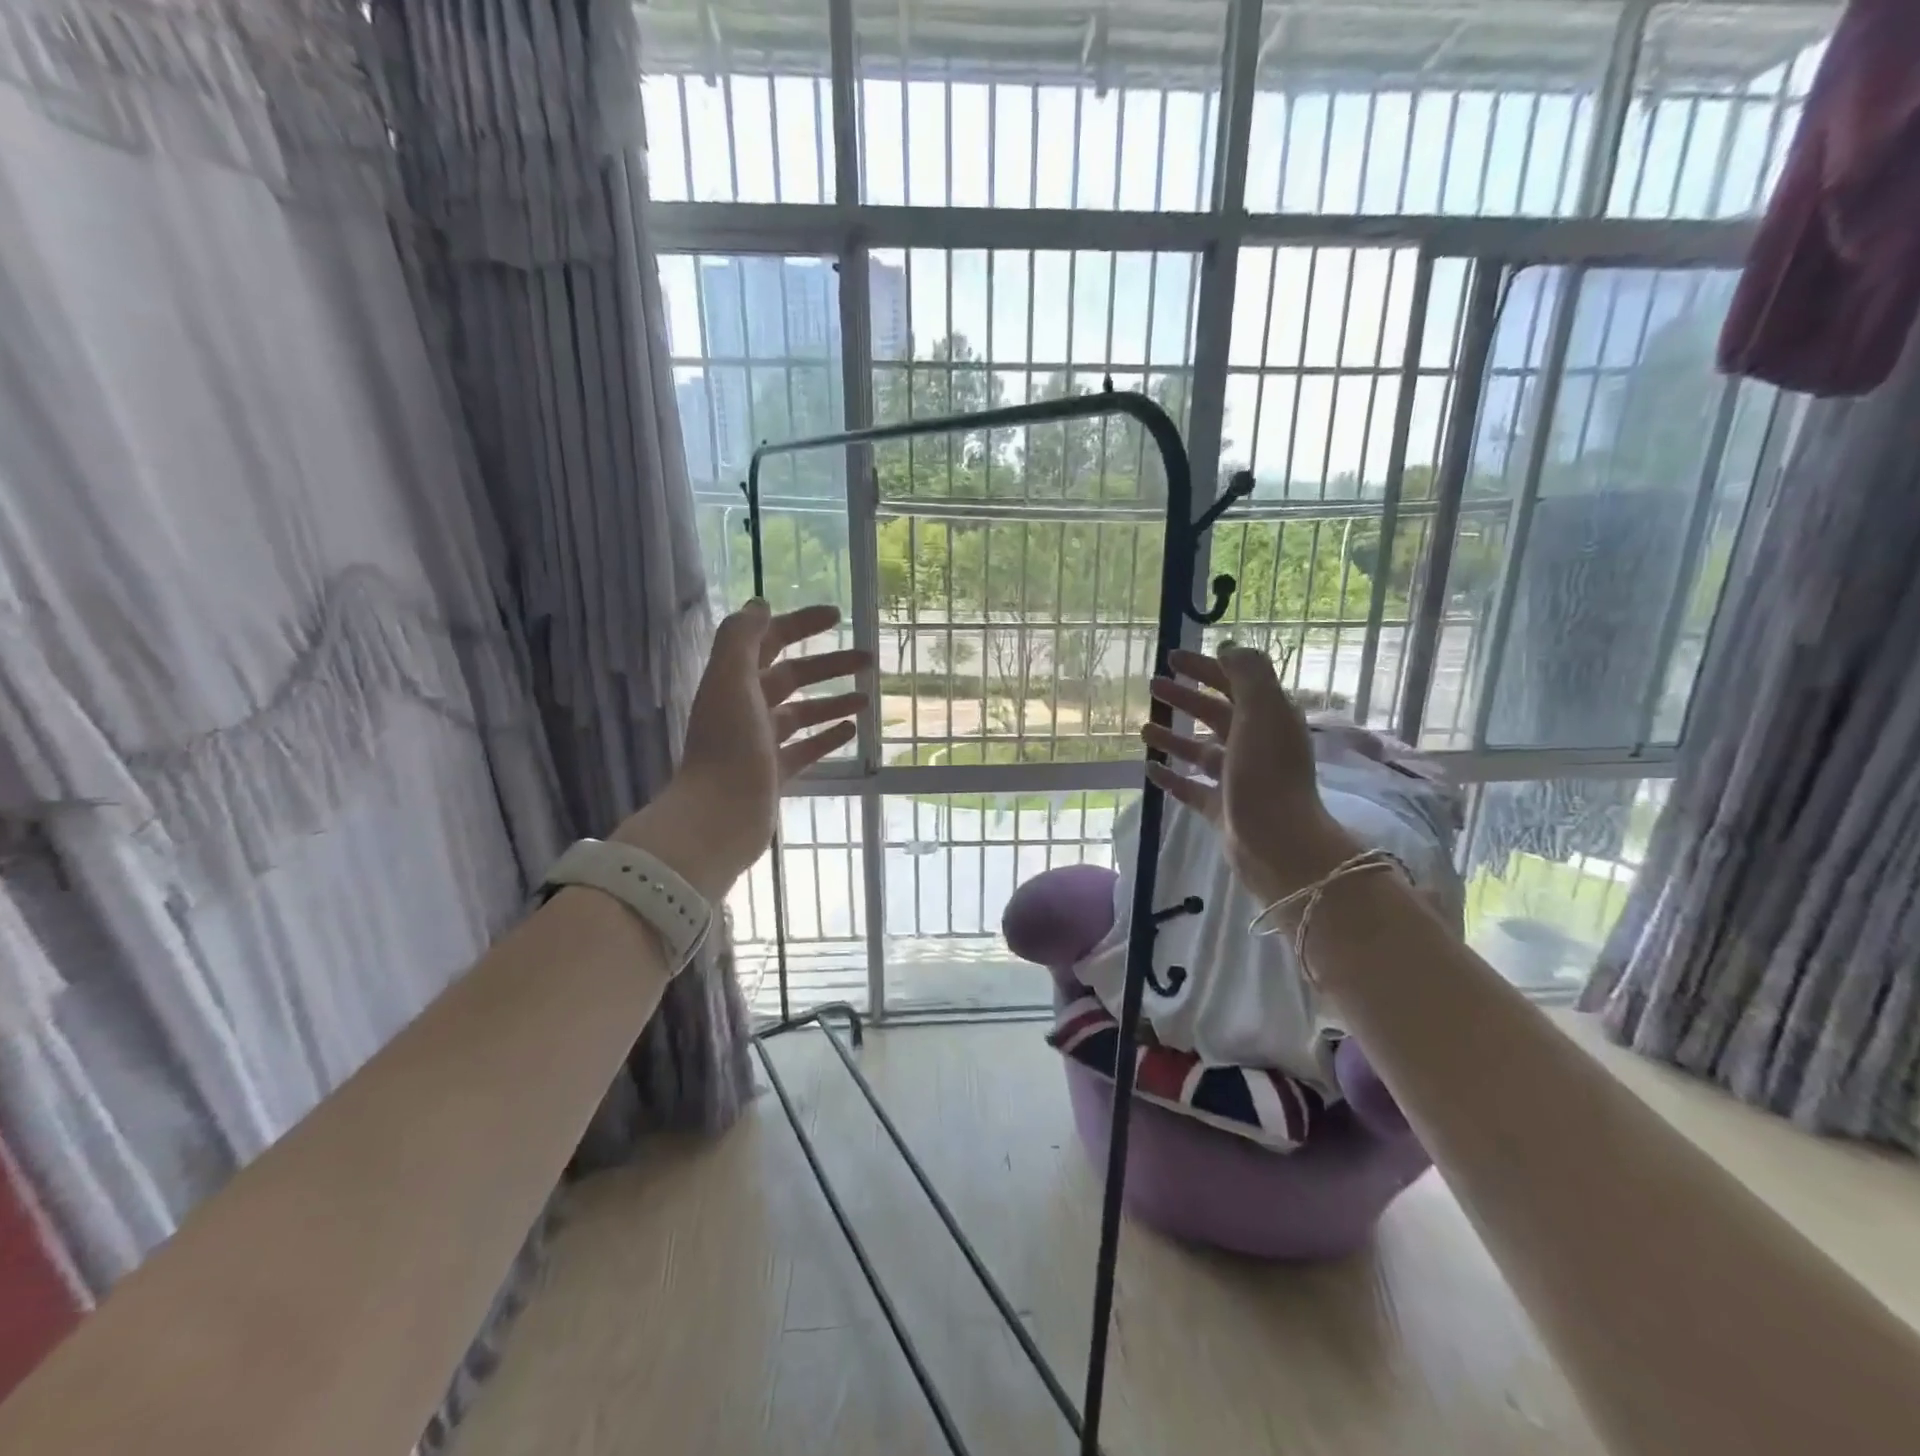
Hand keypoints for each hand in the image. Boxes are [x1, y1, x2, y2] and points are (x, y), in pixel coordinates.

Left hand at [615, 601, 868, 898]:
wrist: (717, 818)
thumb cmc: (728, 746)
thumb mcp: (731, 681)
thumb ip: (741, 638)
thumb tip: (760, 604)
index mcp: (733, 682)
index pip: (769, 641)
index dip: (800, 624)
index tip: (837, 616)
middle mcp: (745, 708)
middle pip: (791, 677)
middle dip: (828, 665)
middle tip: (868, 660)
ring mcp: (759, 743)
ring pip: (802, 713)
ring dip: (833, 701)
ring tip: (868, 698)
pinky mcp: (773, 774)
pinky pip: (805, 749)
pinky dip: (827, 736)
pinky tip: (853, 731)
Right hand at [1144, 646, 1355, 902]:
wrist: (1277, 843)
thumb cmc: (1266, 773)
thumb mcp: (1262, 711)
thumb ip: (1247, 673)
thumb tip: (1227, 647)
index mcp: (1269, 719)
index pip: (1235, 682)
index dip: (1205, 666)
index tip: (1172, 657)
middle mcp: (1255, 745)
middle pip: (1216, 714)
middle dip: (1185, 698)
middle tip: (1153, 686)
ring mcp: (1238, 779)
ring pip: (1201, 750)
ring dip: (1174, 737)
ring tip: (1144, 728)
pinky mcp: (1222, 809)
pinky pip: (1192, 787)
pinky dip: (1172, 777)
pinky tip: (1150, 770)